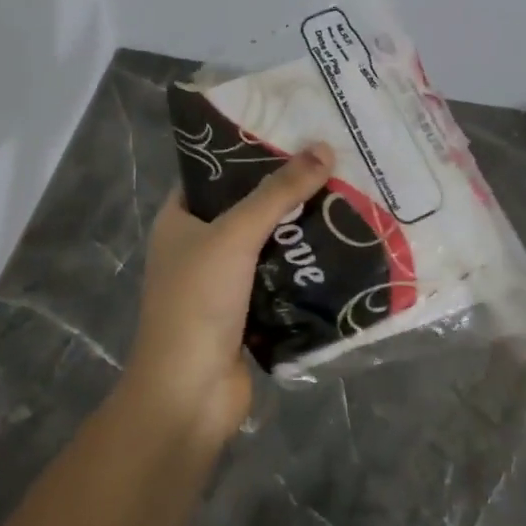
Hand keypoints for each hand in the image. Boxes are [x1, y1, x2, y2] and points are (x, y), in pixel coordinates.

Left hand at [125, 143, 334, 447]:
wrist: (190, 394)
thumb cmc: (198, 302)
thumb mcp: (234, 236)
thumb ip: (277, 193)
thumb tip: (323, 148)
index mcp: (179, 220)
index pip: (213, 172)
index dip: (247, 151)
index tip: (291, 131)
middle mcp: (198, 246)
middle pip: (246, 207)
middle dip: (285, 190)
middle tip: (331, 162)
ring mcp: (223, 282)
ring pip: (267, 244)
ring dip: (300, 229)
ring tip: (346, 196)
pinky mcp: (248, 312)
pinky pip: (281, 278)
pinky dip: (305, 266)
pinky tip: (342, 247)